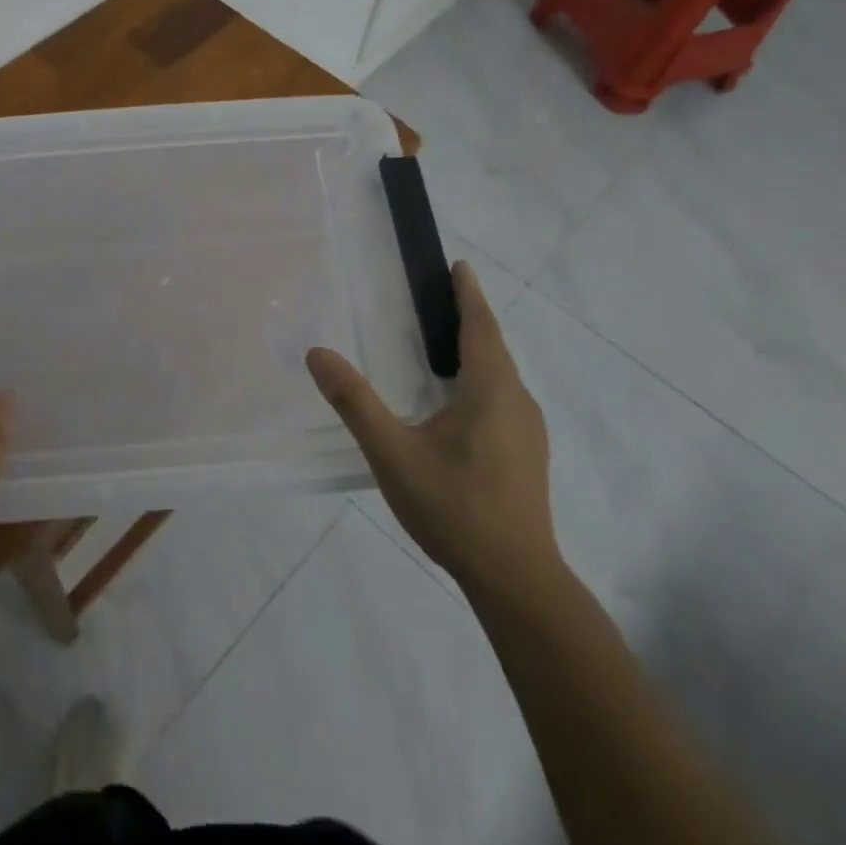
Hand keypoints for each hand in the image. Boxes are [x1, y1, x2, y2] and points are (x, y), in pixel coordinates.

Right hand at [306, 262, 557, 595]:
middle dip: (469, 318)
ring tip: (442, 344)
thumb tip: (318, 353)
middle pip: (493, 347)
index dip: (468, 294)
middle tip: (437, 298)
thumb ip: (355, 402)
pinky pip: (502, 398)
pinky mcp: (527, 454)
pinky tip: (457, 401)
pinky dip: (480, 380)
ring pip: (500, 375)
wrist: (515, 578)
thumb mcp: (392, 453)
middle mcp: (517, 402)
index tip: (458, 266)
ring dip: (475, 350)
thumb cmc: (454, 507)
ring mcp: (528, 430)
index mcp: (491, 390)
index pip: (480, 327)